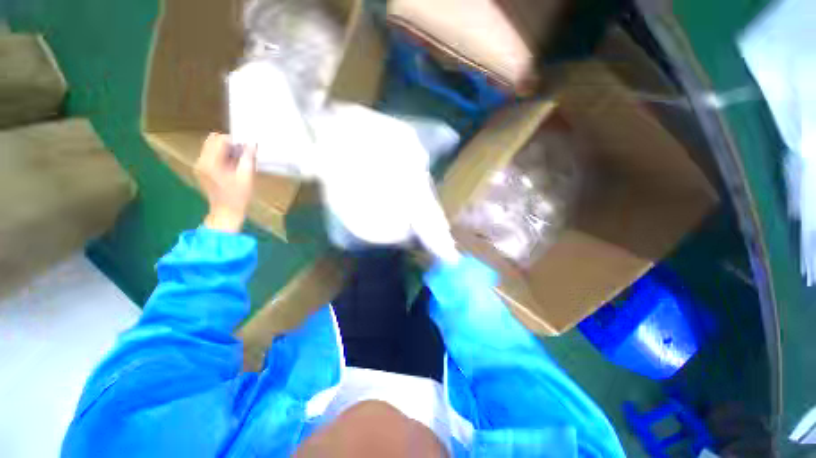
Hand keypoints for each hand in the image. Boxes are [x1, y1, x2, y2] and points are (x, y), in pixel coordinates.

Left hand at [194, 133, 255, 232]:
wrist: (226, 211)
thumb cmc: (238, 196)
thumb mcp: (246, 177)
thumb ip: (248, 158)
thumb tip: (252, 144)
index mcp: (210, 162)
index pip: (219, 139)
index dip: (234, 141)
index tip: (246, 148)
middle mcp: (201, 161)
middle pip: (212, 140)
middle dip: (229, 143)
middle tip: (243, 152)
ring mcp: (200, 165)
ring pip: (211, 146)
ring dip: (226, 149)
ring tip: (239, 159)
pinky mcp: (202, 170)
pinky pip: (211, 155)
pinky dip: (222, 155)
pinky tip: (233, 165)